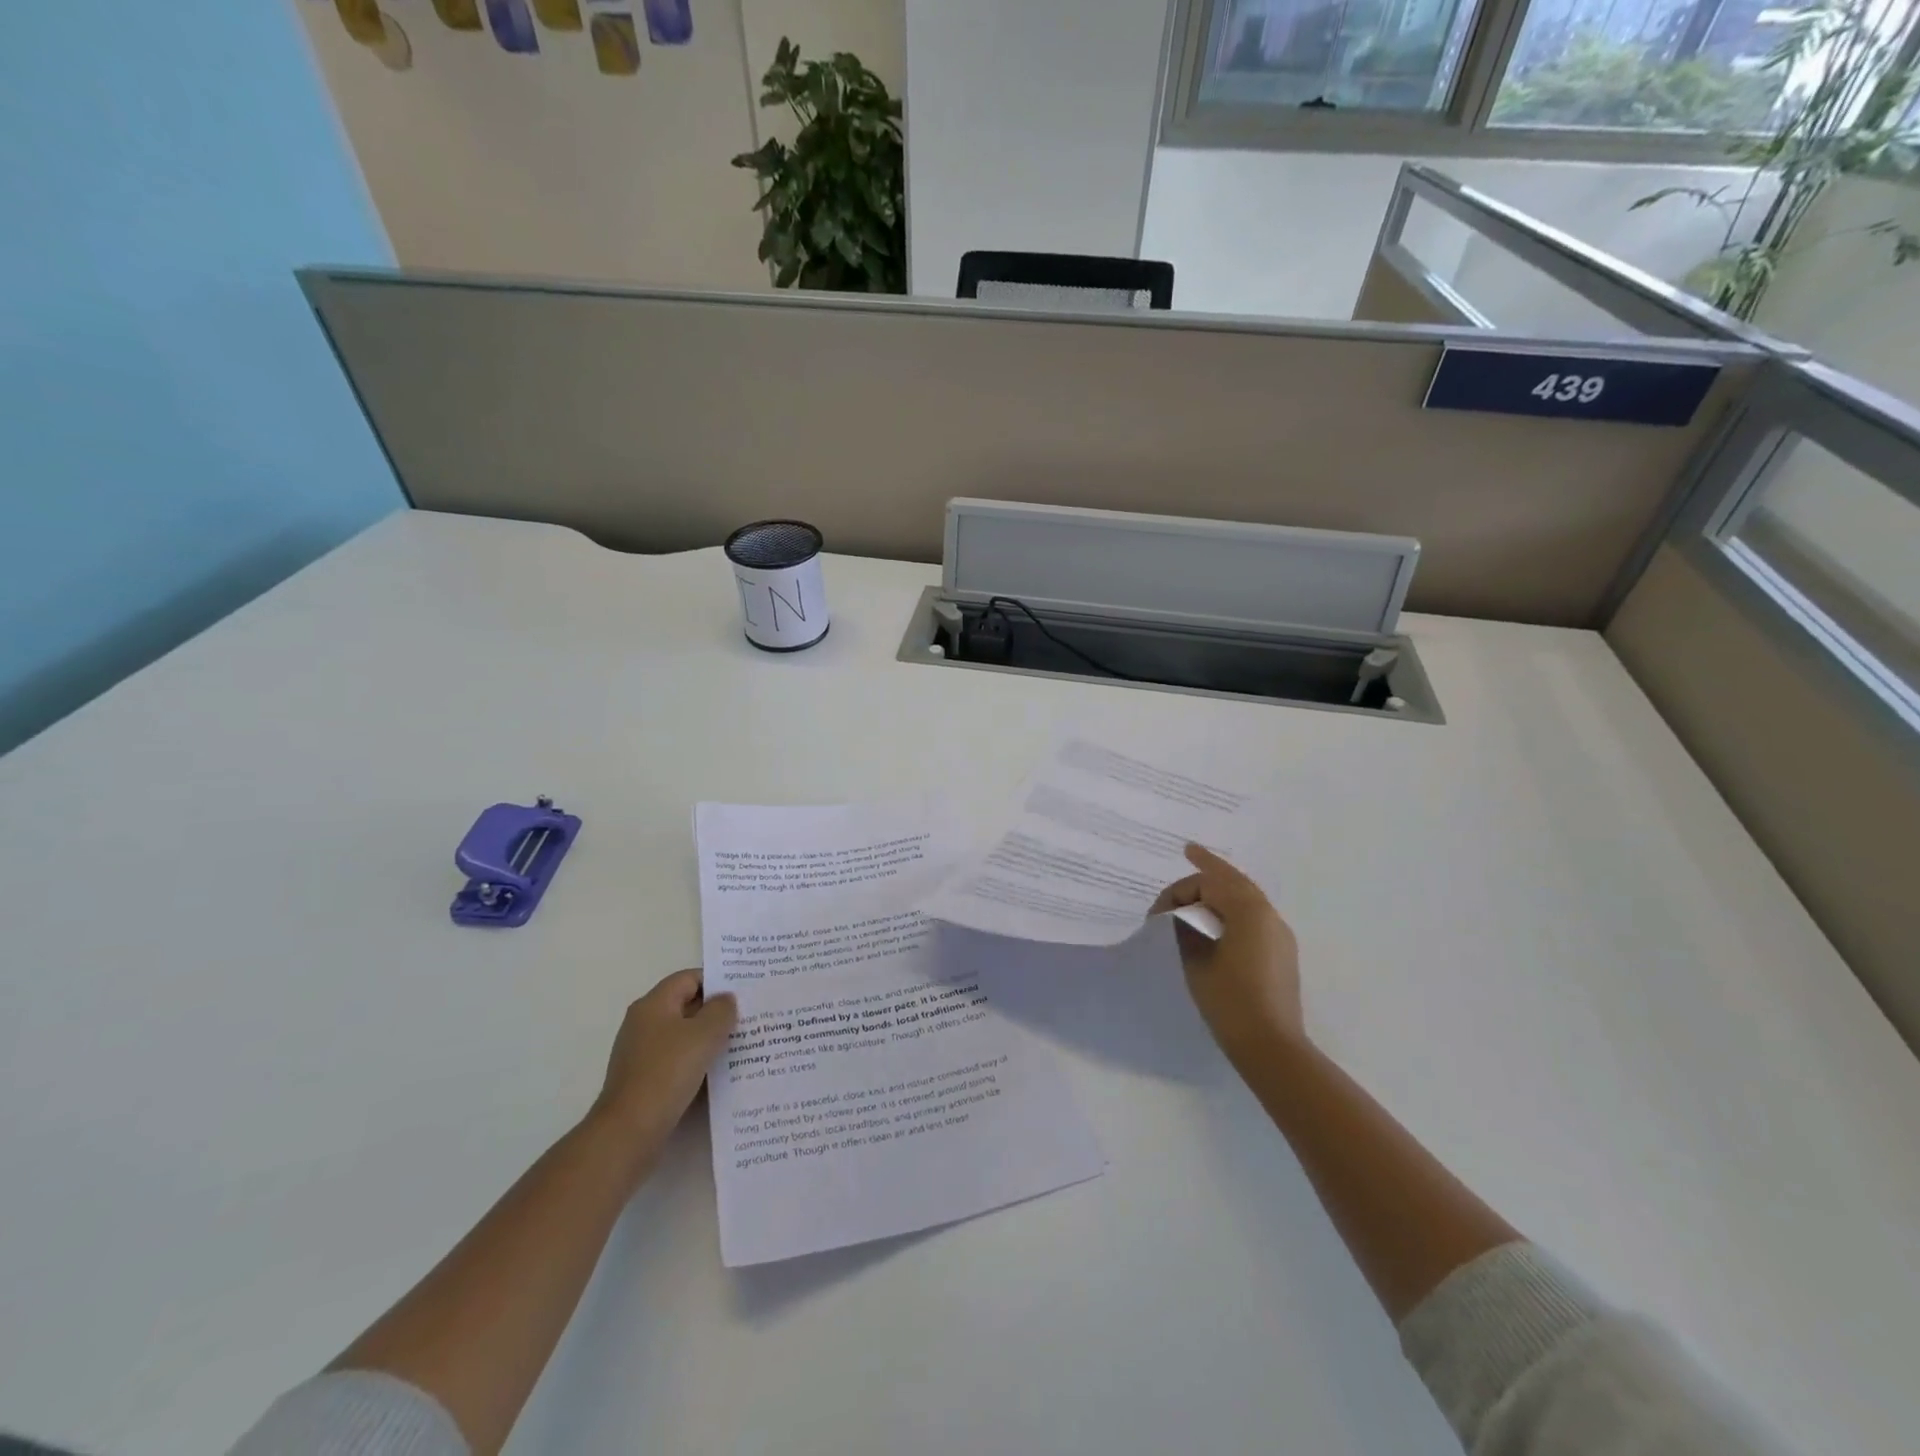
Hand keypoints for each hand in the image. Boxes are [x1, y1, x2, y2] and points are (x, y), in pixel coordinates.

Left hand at [589, 969, 737, 1159]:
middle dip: (715, 1011)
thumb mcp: (704, 1034)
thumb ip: (721, 1010)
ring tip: (739, 1044)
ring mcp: (641, 1052)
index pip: (689, 978)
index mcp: (654, 1004)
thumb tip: (725, 999)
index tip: (743, 992)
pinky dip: (696, 1061)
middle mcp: (643, 1023)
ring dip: (708, 1039)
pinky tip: (718, 1073)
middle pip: (685, 1005)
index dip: (717, 981)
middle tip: (747, 1017)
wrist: (629, 1131)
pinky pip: (676, 1060)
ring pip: (683, 1035)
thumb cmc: (668, 1072)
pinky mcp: (644, 1079)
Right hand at [1151, 845, 1304, 1061]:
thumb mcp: (1196, 960)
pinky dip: (1233, 908)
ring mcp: (1279, 934)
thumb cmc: (1229, 1000)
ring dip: (1222, 889)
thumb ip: (1186, 929)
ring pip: (1247, 897)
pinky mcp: (1282, 953)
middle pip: (1234, 880)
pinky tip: (1218, 918)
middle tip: (1191, 851)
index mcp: (1249, 911)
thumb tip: (1182, 915)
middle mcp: (1269, 915)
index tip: (1157, 912)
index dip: (1179, 891)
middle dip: (1210, 867)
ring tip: (1199, 888)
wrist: (1272, 1046)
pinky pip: (1254, 917)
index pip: (1208, 883)